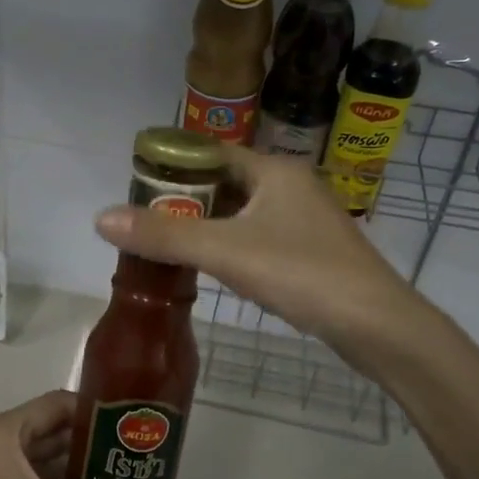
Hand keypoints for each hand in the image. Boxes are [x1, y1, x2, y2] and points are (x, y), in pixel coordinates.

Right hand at [95, 146, 419, 360]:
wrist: (377, 326)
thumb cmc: (301, 274)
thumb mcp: (225, 252)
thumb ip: (164, 235)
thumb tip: (101, 218)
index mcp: (274, 171)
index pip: (212, 153)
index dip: (174, 165)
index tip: (138, 186)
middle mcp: (291, 186)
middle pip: (226, 182)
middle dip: (186, 198)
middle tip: (146, 220)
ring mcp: (306, 220)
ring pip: (244, 212)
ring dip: (208, 224)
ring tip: (168, 242)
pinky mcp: (313, 251)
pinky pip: (260, 236)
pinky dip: (232, 244)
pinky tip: (214, 267)